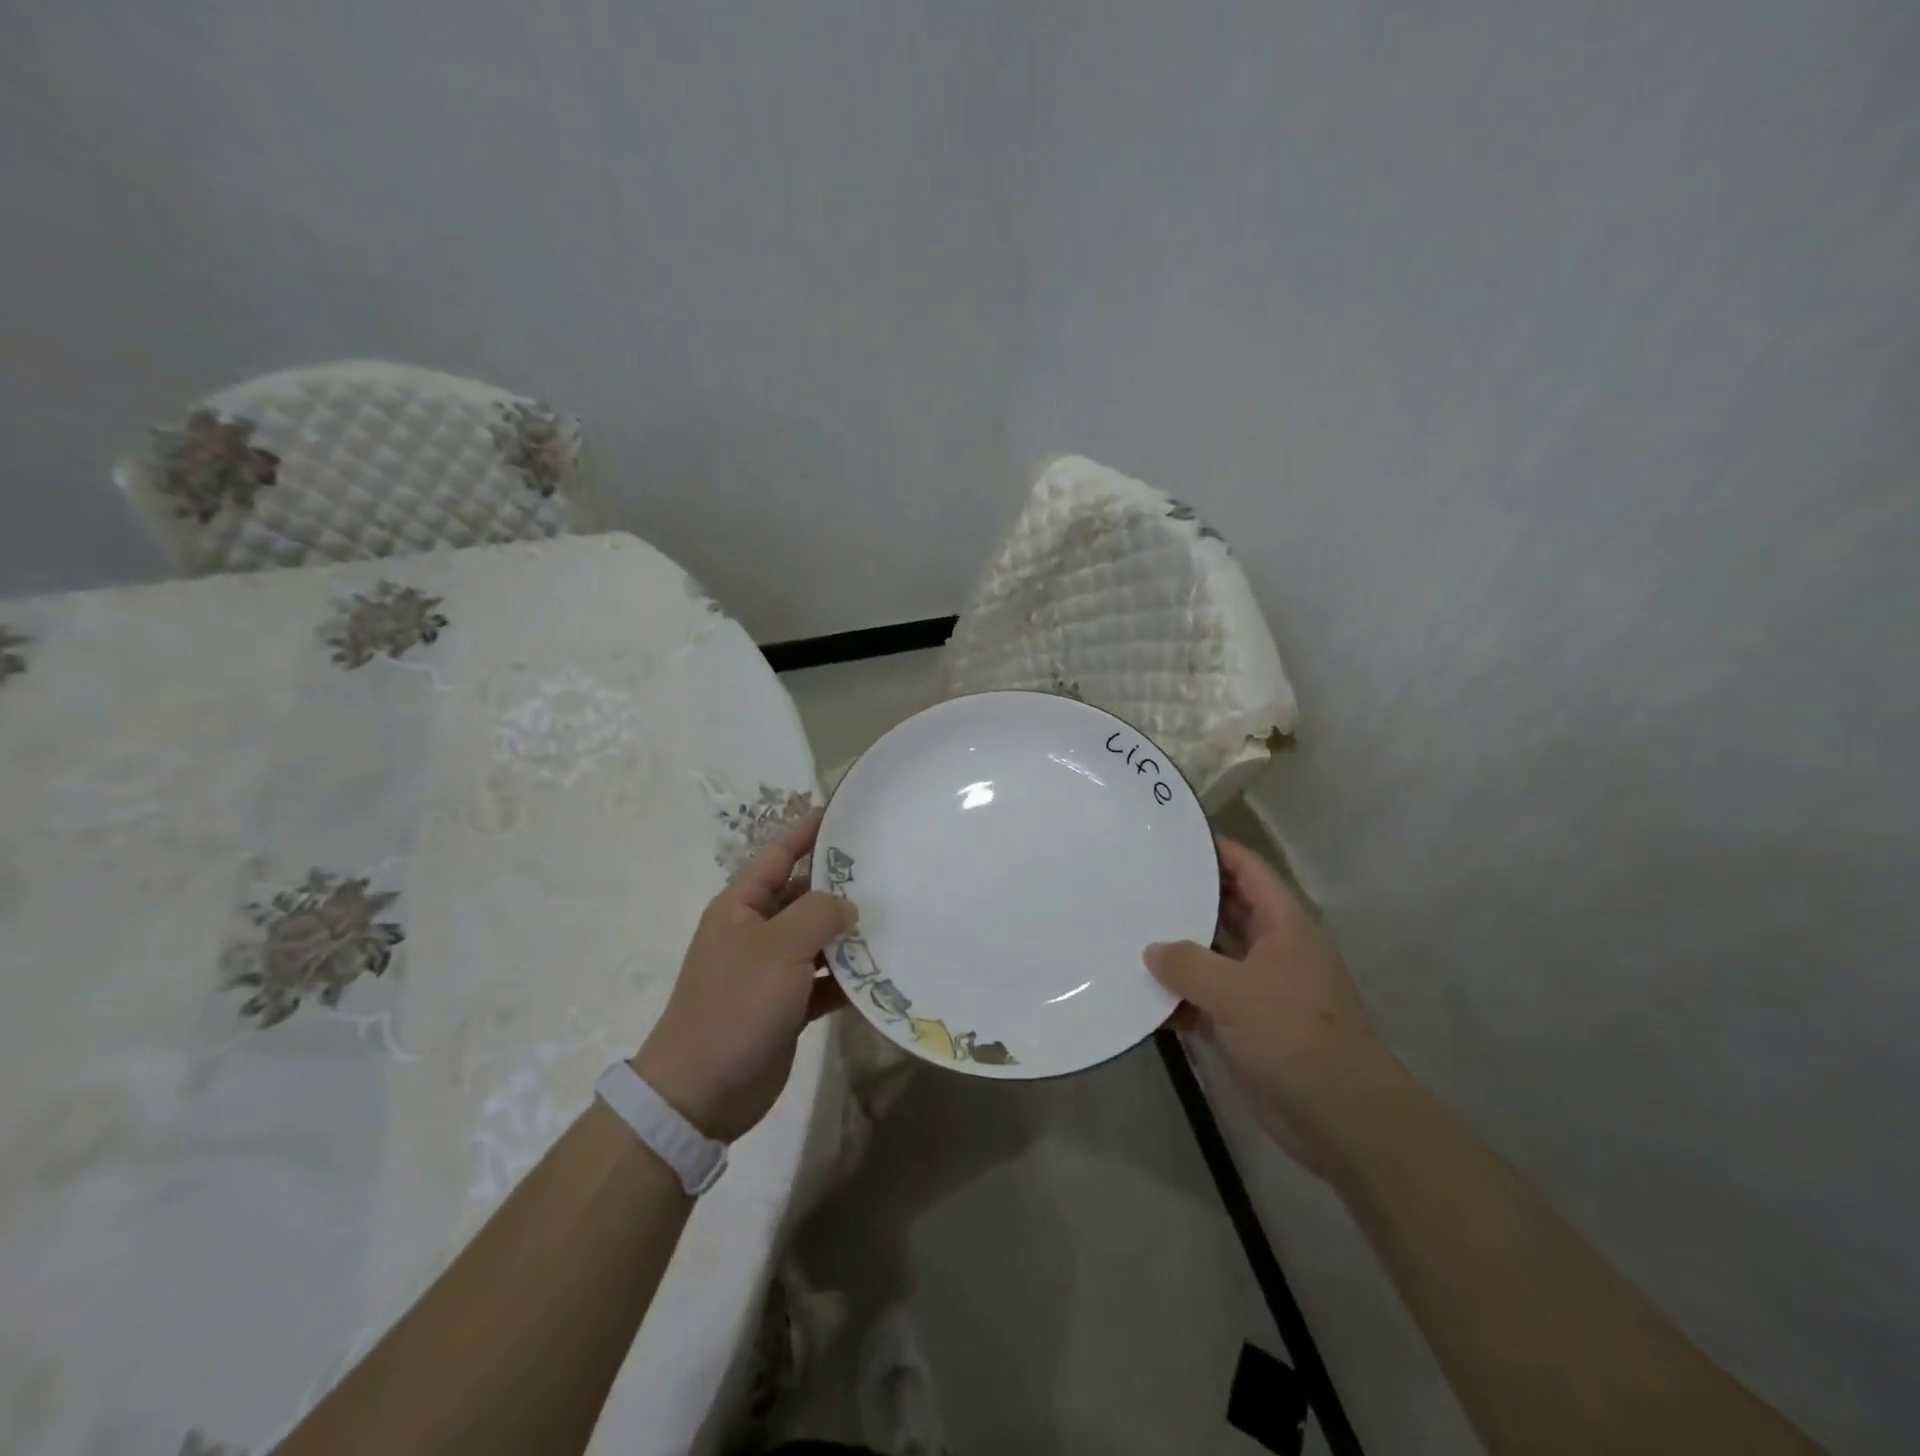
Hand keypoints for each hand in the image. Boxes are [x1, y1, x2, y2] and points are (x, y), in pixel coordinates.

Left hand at [634, 812, 854, 1143]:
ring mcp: (769, 972)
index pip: (777, 856)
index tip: (842, 814)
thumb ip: (818, 914)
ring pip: (816, 941)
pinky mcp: (785, 1008)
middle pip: (802, 898)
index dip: (806, 833)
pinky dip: (845, 980)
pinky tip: (880, 976)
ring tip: (893, 921)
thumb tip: (847, 904)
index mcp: (741, 907)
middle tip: (886, 872)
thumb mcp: (779, 947)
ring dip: (847, 936)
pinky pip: (822, 983)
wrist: (702, 1091)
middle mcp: (755, 933)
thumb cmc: (736, 1004)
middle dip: (839, 888)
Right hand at [1146, 837, 1399, 1178]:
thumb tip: (1152, 950)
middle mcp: (1272, 951)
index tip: (1174, 838)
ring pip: (1211, 959)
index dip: (1217, 850)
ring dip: (1176, 954)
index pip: (1249, 871)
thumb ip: (1188, 964)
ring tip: (1127, 935)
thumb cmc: (1295, 1035)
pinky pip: (1204, 1003)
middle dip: (1187, 899)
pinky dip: (1177, 1002)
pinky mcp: (1247, 1029)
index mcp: (1283, 927)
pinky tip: (1139, 1000)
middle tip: (1138, 885)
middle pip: (1226, 911)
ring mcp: (1260, 991)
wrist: (1342, 1118)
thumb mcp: (1236, 990)